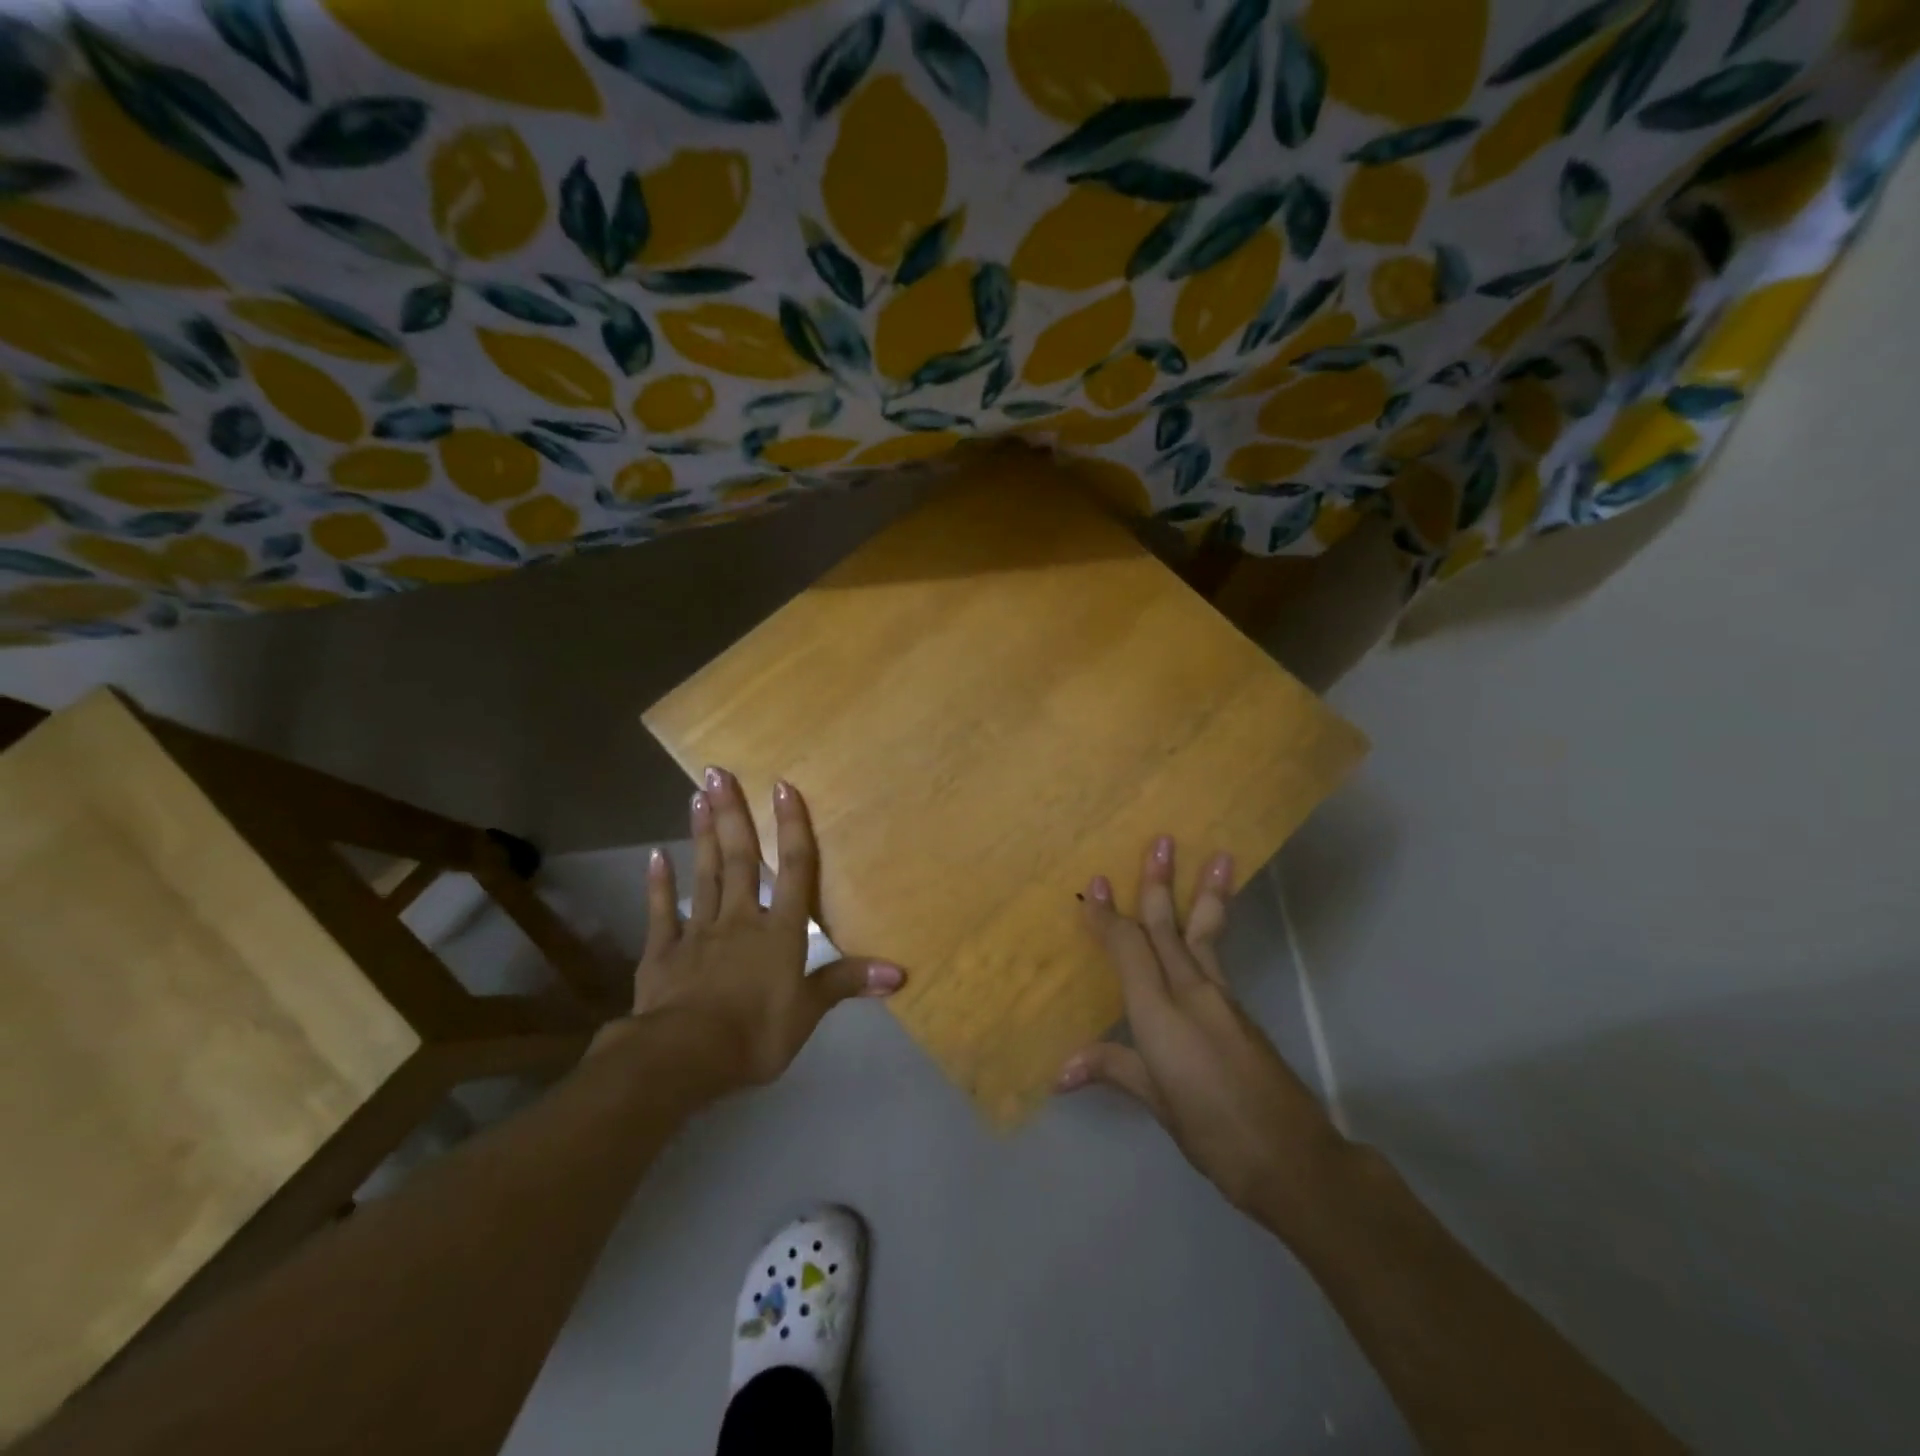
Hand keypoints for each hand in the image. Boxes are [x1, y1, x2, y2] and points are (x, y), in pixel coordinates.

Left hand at [613, 766, 902, 1091]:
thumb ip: (847, 982)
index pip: (792, 868)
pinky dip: (659, 884)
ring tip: (697, 797)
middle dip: (733, 815)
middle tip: (717, 773)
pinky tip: (656, 855)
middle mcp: (740, 918)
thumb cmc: (755, 1033)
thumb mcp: (808, 1012)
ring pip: (704, 874)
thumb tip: (899, 973)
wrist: (683, 1057)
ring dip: (703, 835)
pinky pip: (662, 912)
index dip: (790, 826)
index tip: (781, 785)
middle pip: (740, 859)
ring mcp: (698, 932)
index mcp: (779, 931)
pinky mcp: (663, 952)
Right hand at [1056, 836, 1350, 1239]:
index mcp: (1161, 1014)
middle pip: (1169, 928)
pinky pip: (1216, 956)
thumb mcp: (1158, 1103)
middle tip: (1162, 840)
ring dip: (1204, 893)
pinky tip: (1210, 921)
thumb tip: (1060, 1073)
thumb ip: (1114, 1070)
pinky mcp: (1239, 1010)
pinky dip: (1211, 928)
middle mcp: (1191, 993)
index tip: (1094, 884)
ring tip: (1220, 857)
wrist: (1293, 1159)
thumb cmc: (1214, 1132)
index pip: (1128, 950)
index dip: (1108, 917)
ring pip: (1203, 934)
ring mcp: (1221, 999)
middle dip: (1159, 883)